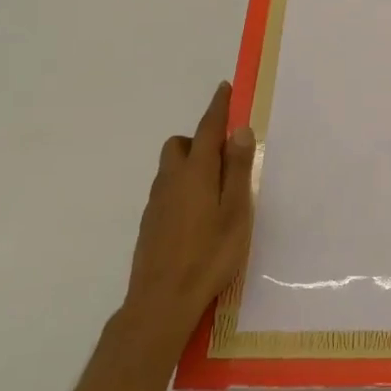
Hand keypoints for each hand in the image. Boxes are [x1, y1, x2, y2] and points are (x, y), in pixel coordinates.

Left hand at [124, 81, 255, 335]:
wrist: (161, 302)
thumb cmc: (209, 255)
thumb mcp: (236, 211)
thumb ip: (237, 169)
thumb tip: (239, 130)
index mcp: (196, 173)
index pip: (207, 129)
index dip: (217, 107)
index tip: (224, 89)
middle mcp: (171, 181)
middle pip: (180, 145)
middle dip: (199, 140)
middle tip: (225, 156)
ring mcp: (156, 204)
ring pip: (171, 169)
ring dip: (191, 165)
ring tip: (216, 190)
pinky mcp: (150, 225)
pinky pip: (167, 191)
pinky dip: (182, 188)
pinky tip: (198, 216)